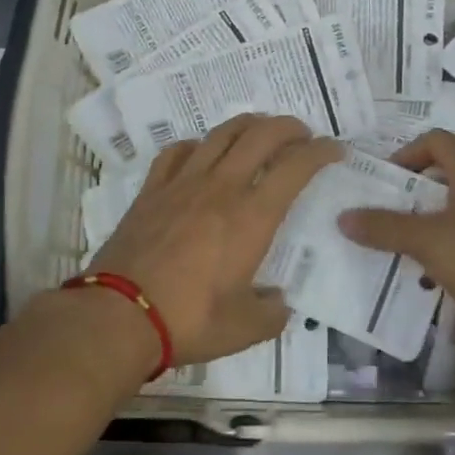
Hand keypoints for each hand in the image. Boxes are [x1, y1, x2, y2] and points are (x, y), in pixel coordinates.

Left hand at [90, 115, 342, 364]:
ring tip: (259, 130)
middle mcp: (221, 188)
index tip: (334, 150)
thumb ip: (271, 313)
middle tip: (302, 134)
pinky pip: (176, 152)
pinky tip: (201, 153)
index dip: (320, 152)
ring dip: (247, 125)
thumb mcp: (244, 329)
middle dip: (288, 127)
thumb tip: (278, 301)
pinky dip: (197, 145)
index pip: (295, 167)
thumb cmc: (189, 320)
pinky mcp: (152, 190)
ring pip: (220, 134)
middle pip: (260, 136)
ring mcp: (182, 184)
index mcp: (252, 217)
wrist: (120, 315)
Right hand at [337, 129, 454, 354]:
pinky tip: (438, 275)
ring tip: (405, 248)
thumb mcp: (428, 240)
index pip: (434, 140)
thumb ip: (385, 227)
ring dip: (433, 225)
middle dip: (414, 194)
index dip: (405, 154)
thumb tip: (343, 217)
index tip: (383, 182)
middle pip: (447, 174)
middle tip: (386, 214)